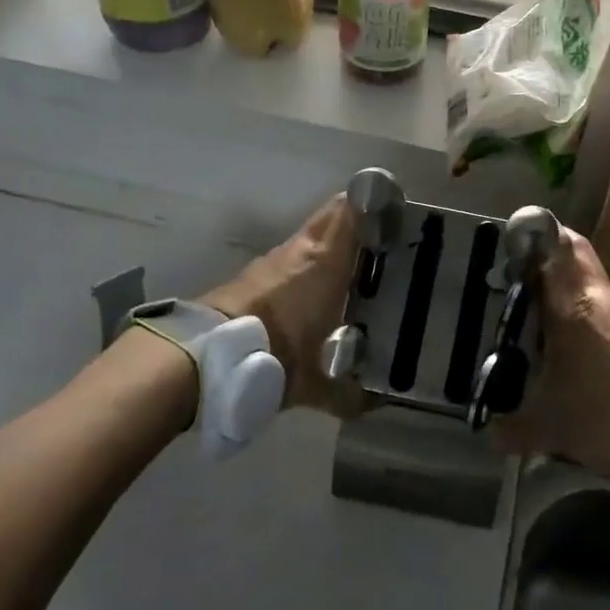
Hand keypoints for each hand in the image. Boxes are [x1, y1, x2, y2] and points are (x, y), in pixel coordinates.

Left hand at [203, 195, 369, 419]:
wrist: (211, 356)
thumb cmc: (279, 353)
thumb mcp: (320, 381)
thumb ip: (351, 394)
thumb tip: (376, 405)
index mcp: (327, 260)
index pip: (352, 210)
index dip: (375, 204)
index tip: (397, 215)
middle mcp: (302, 248)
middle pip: (334, 214)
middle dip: (358, 219)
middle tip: (383, 239)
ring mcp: (275, 257)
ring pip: (312, 236)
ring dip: (332, 243)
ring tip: (357, 265)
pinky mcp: (254, 272)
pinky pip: (293, 256)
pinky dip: (309, 262)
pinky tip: (319, 288)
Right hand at [491, 227, 609, 478]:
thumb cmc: (603, 416)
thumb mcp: (549, 428)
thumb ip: (514, 428)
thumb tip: (493, 434)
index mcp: (576, 305)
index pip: (559, 247)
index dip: (539, 237)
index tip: (521, 244)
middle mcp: (609, 301)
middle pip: (581, 264)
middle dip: (557, 269)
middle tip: (534, 289)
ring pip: (602, 301)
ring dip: (582, 313)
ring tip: (565, 348)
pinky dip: (608, 341)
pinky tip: (602, 375)